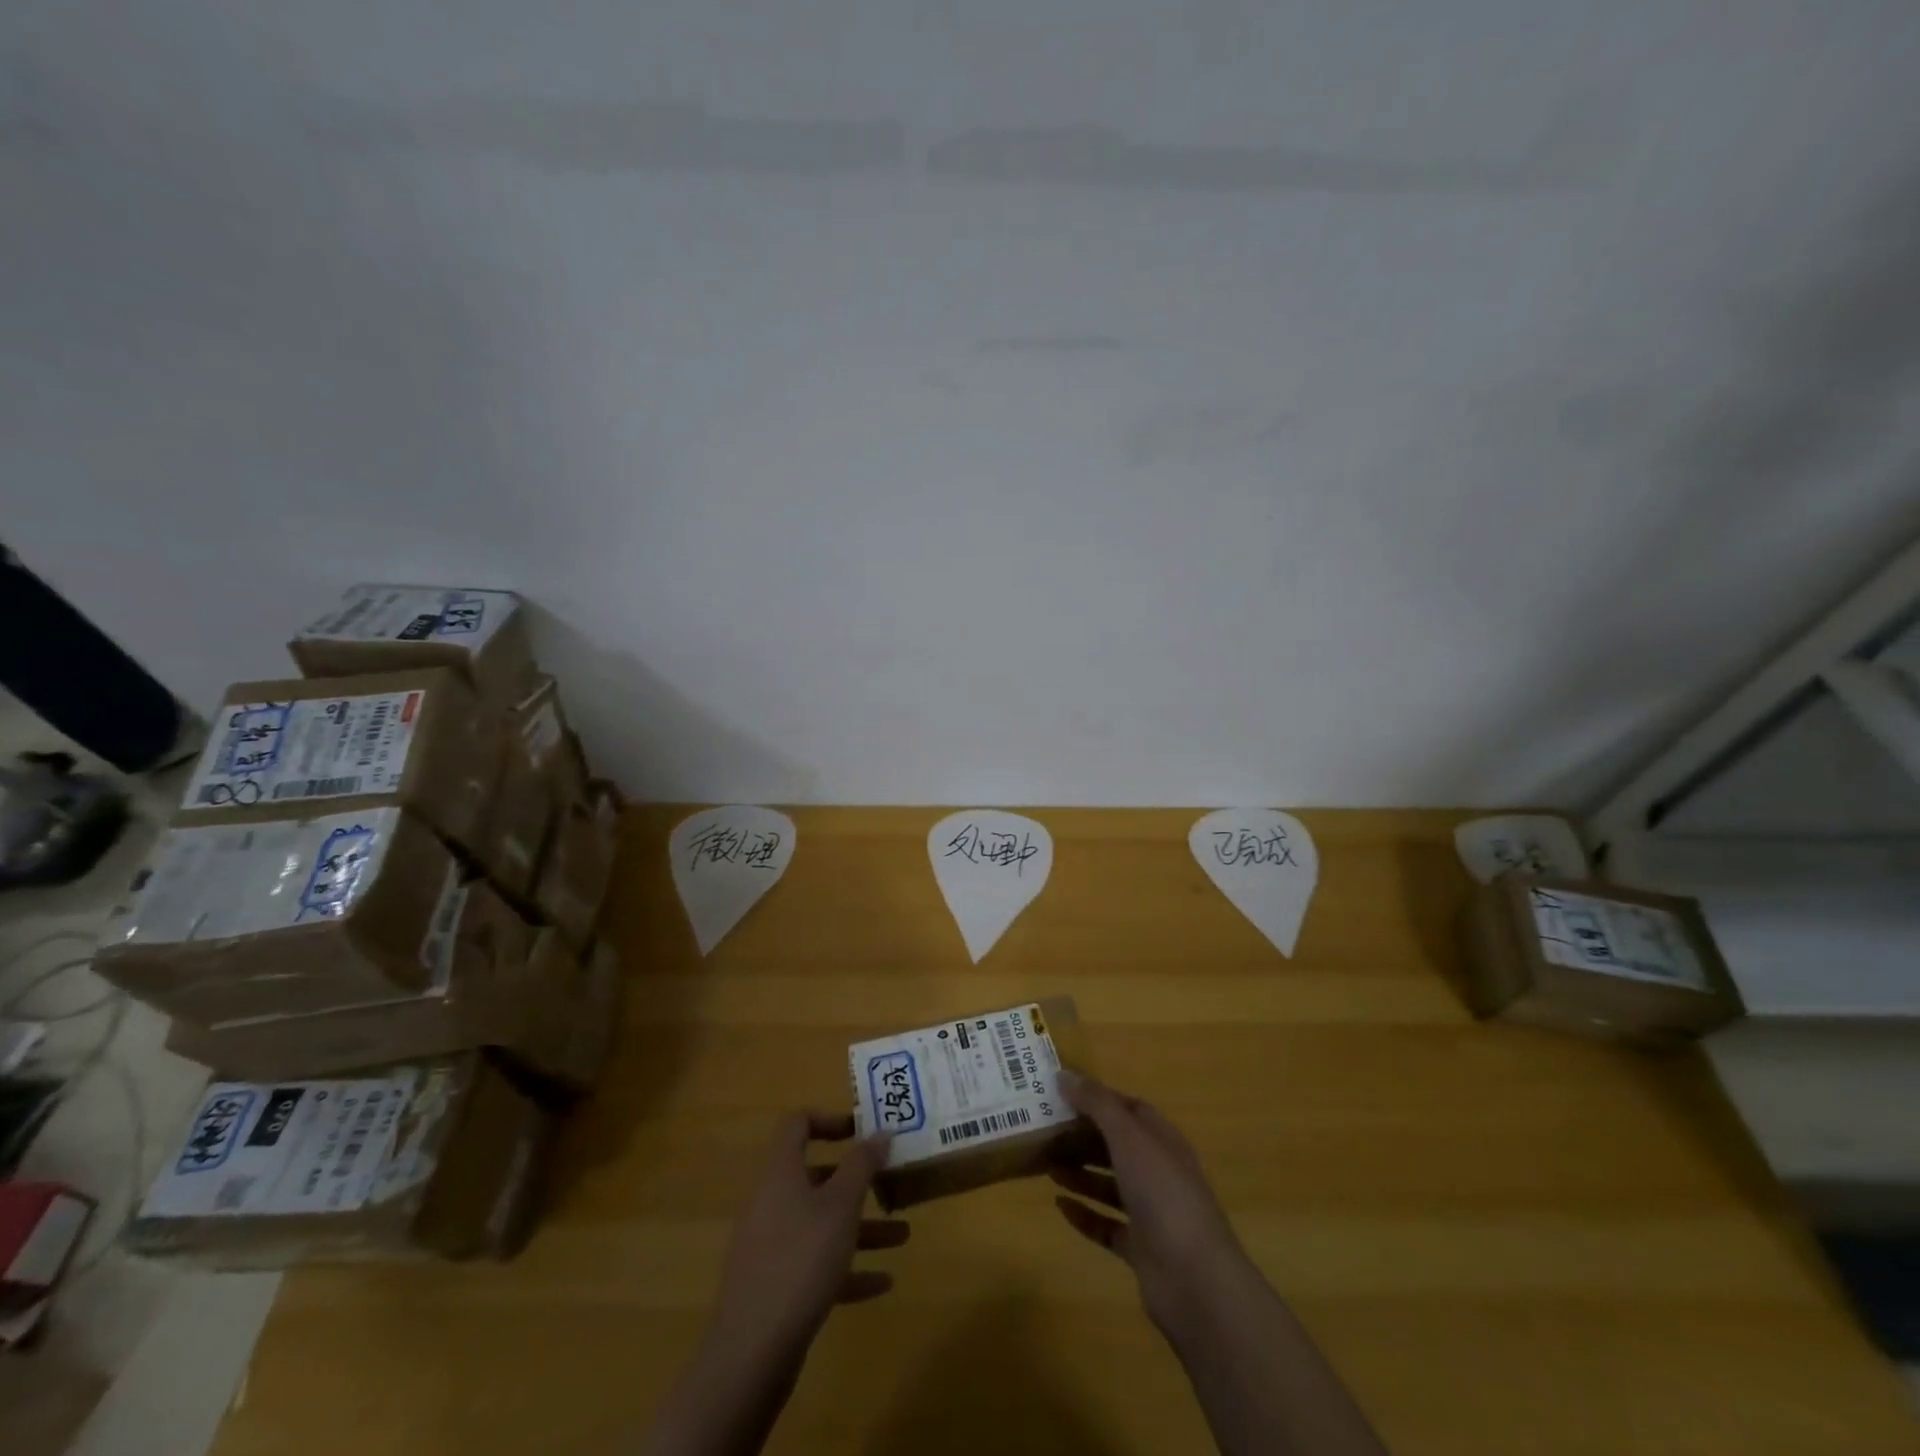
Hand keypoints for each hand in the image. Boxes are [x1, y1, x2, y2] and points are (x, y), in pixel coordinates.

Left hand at [708, 1111, 905, 1365]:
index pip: (797, 1124)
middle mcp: (771, 1201)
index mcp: (781, 1172)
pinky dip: (847, 1268)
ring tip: (902, 1236)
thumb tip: (880, 1131)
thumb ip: (862, 1164)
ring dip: (860, 1227)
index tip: (863, 1132)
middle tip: (890, 1182)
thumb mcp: (841, 1205)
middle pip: (815, 1176)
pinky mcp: (775, 1285)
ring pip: (820, 1223)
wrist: (751, 1351)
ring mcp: (770, 1245)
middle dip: (856, 1181)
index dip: (830, 1120)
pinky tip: (882, 1283)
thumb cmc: (801, 1259)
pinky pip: (815, 1264)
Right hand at [1050, 1070, 1250, 1338]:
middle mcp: (1158, 1172)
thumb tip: (1064, 1075)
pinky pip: (1107, 1225)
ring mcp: (1152, 1213)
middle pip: (1117, 1146)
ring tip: (1045, 1164)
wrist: (1195, 1281)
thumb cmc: (1163, 1194)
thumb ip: (1097, 1104)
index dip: (1099, 1099)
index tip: (1062, 1093)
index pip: (1130, 1109)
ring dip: (1080, 1173)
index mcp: (1162, 1141)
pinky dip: (1084, 1215)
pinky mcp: (1141, 1249)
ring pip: (1110, 1185)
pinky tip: (1059, 1206)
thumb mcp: (1129, 1137)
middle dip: (1083, 1137)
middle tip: (1044, 1130)